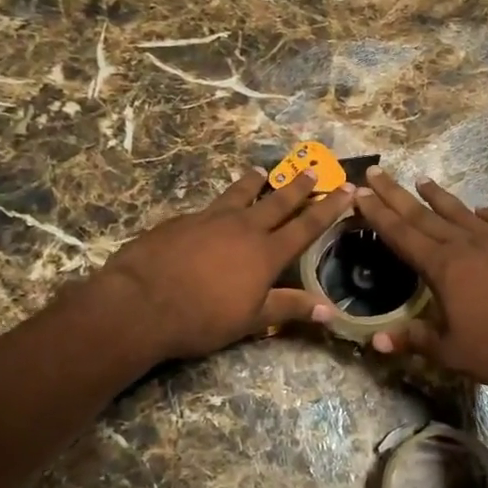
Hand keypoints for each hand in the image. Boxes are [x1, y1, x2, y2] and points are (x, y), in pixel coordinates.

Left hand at [96, 168, 353, 361]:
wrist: (141, 302)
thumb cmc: (202, 318)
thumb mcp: (251, 319)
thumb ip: (288, 308)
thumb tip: (329, 311)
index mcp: (266, 253)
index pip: (306, 225)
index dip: (329, 207)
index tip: (346, 189)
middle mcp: (243, 227)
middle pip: (278, 200)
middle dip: (299, 185)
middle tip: (313, 167)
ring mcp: (211, 218)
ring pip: (240, 193)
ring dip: (255, 182)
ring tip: (263, 172)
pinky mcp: (182, 220)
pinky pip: (209, 206)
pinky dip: (220, 203)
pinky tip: (214, 210)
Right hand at [346, 167, 487, 387]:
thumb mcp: (452, 352)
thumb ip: (415, 341)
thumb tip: (375, 341)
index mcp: (443, 267)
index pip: (401, 235)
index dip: (378, 215)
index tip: (359, 194)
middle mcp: (466, 245)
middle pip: (424, 215)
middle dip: (396, 195)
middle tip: (376, 173)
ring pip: (459, 213)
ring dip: (438, 196)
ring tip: (422, 180)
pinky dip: (484, 215)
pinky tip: (480, 210)